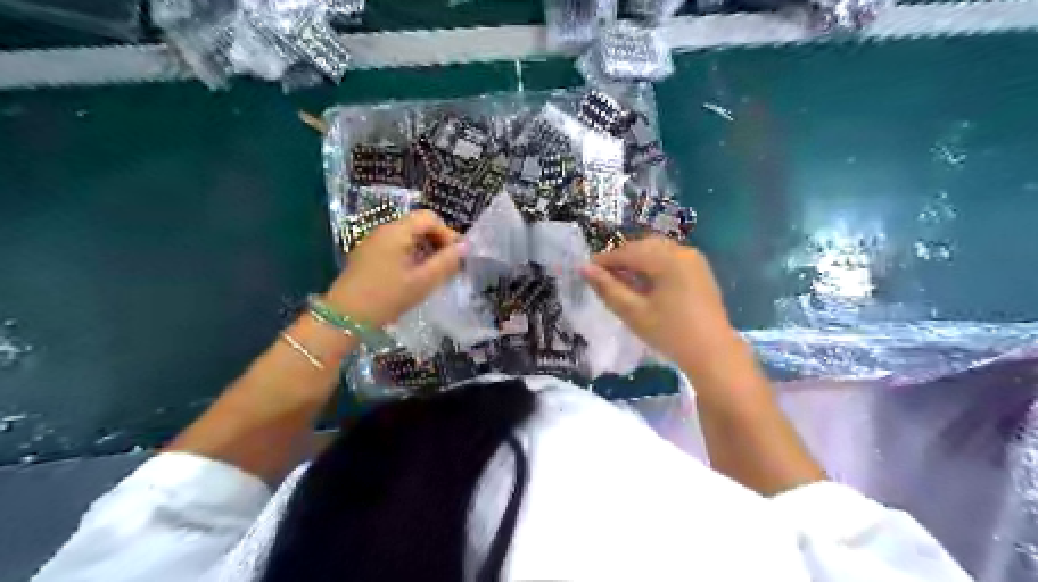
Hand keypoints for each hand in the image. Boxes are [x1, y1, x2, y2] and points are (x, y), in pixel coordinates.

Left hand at [325, 210, 463, 327]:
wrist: (344, 318)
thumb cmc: (386, 297)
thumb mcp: (422, 282)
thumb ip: (446, 262)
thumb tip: (465, 247)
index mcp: (397, 231)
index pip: (430, 218)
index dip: (447, 234)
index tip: (455, 258)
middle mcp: (383, 230)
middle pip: (418, 225)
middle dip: (437, 242)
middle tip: (448, 266)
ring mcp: (373, 242)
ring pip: (407, 237)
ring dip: (425, 250)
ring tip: (433, 274)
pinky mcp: (368, 255)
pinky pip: (396, 247)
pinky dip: (411, 256)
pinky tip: (414, 277)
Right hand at [583, 236, 745, 378]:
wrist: (713, 354)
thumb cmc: (670, 333)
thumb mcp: (634, 312)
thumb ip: (607, 288)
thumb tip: (583, 268)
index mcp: (667, 259)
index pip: (628, 252)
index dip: (604, 260)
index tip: (586, 271)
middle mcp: (682, 251)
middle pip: (643, 247)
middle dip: (621, 258)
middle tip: (602, 277)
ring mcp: (694, 260)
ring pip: (657, 251)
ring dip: (637, 261)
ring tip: (621, 281)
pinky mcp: (700, 271)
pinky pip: (670, 259)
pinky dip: (653, 265)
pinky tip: (644, 284)